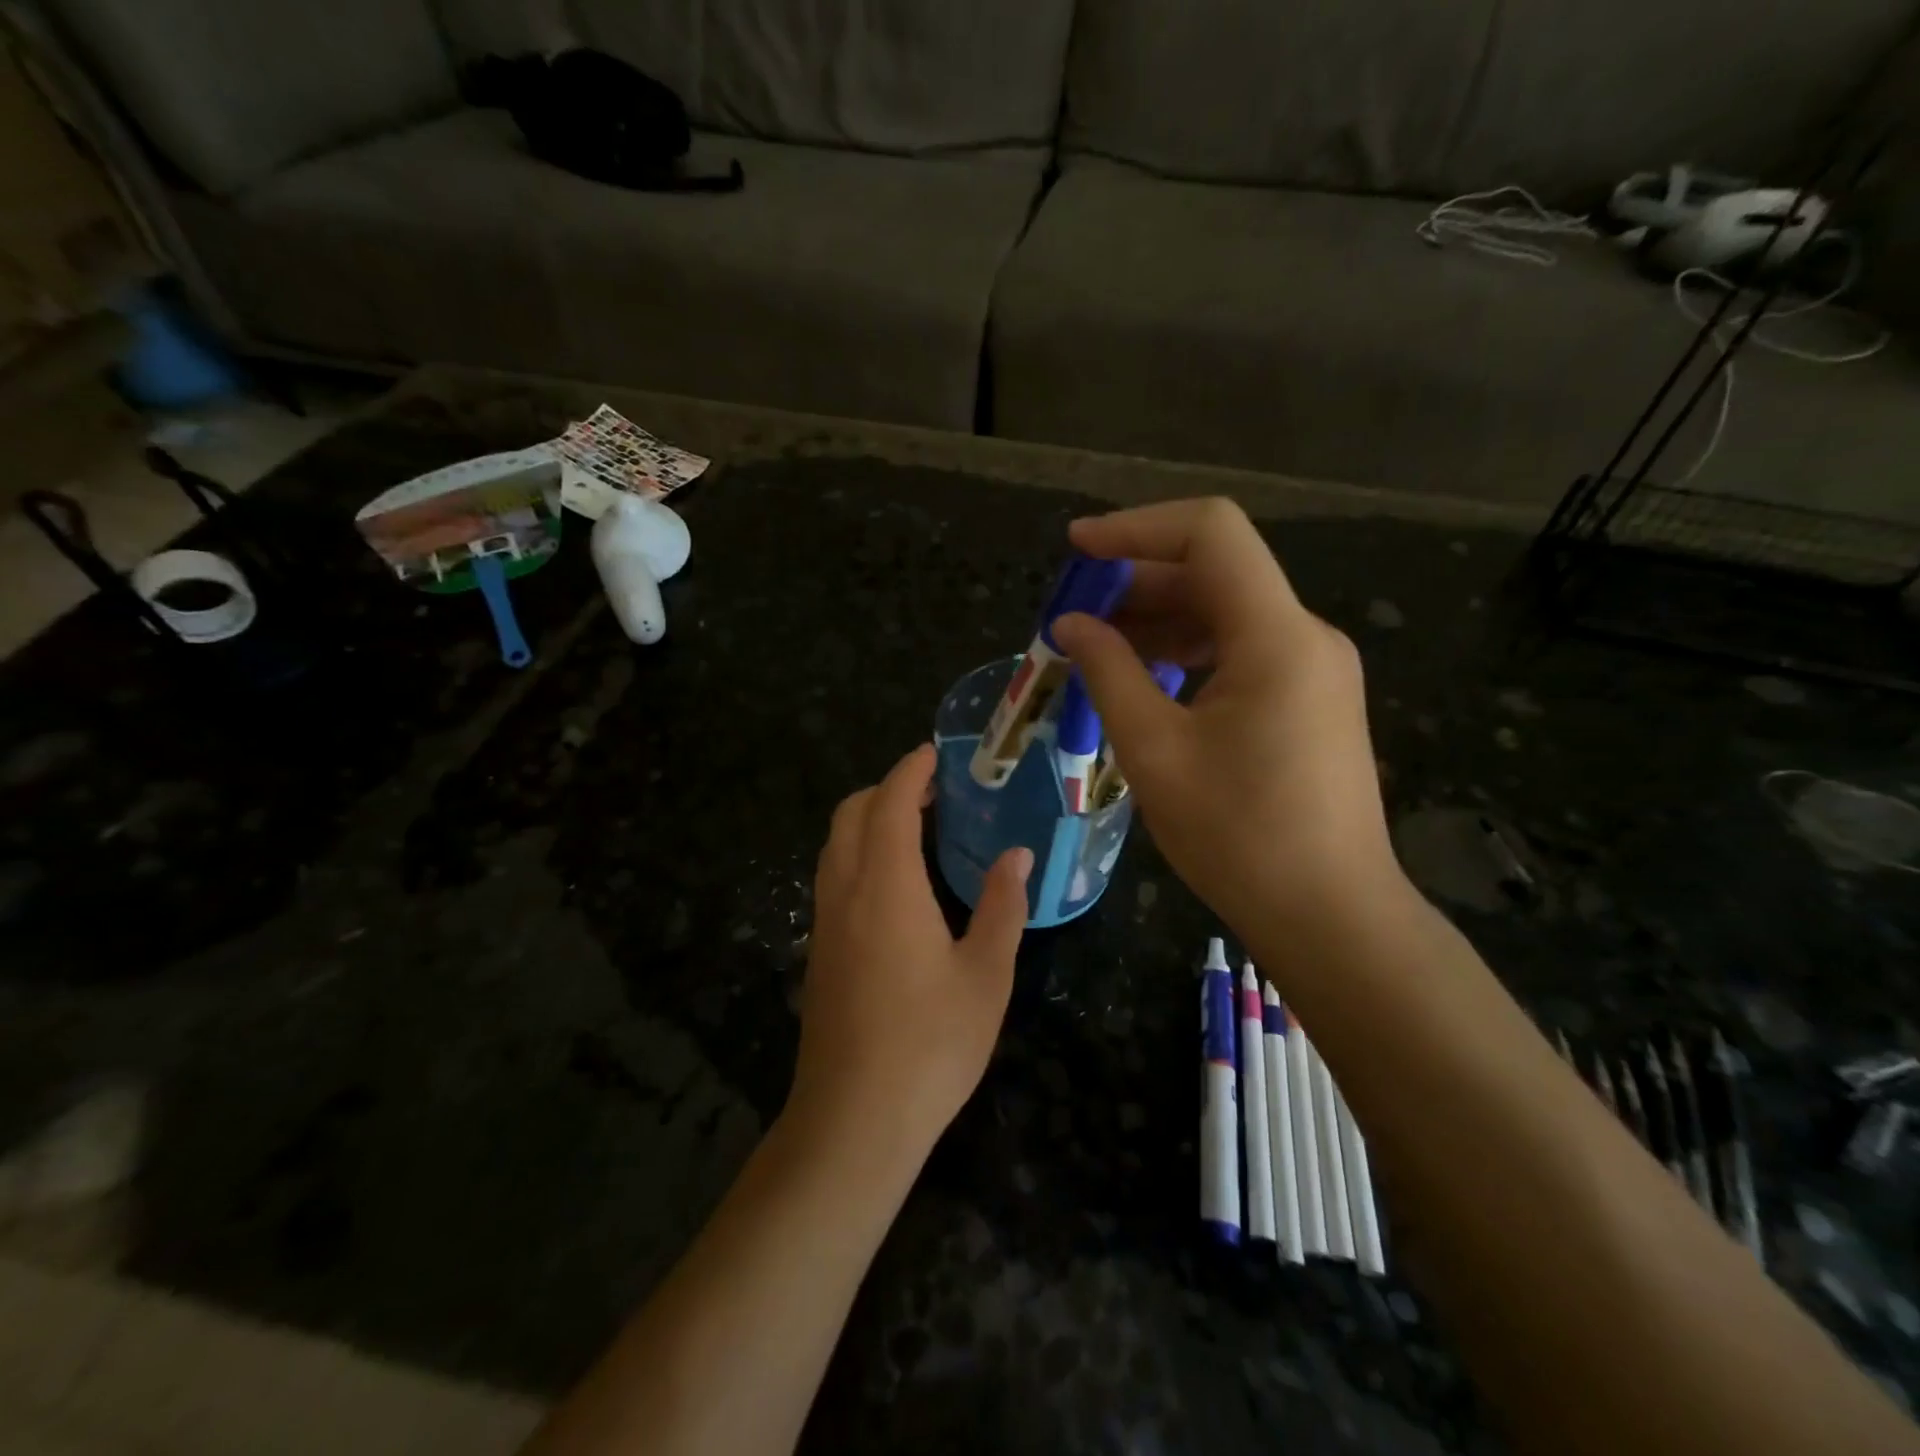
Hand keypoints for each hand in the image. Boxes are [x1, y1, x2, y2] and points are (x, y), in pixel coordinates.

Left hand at [788, 745, 1031, 1168]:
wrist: (854, 1119)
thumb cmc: (930, 1045)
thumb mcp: (986, 975)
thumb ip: (1002, 907)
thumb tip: (1016, 855)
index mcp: (886, 886)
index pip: (889, 804)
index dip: (910, 772)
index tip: (934, 755)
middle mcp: (845, 892)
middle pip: (850, 814)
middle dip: (885, 789)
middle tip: (932, 794)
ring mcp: (825, 923)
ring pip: (835, 846)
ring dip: (868, 821)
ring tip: (916, 831)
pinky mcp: (819, 951)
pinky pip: (833, 877)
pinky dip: (859, 854)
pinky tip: (896, 886)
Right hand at [1051, 498, 1403, 939]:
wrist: (1330, 914)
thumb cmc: (1238, 836)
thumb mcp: (1154, 751)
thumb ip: (1108, 672)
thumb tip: (1071, 623)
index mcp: (1275, 636)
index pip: (1210, 533)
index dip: (1137, 527)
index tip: (1077, 549)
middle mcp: (1305, 635)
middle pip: (1216, 571)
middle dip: (1138, 580)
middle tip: (1074, 612)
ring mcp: (1314, 668)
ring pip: (1228, 612)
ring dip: (1159, 618)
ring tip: (1097, 647)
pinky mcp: (1311, 699)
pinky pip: (1242, 650)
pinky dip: (1188, 651)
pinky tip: (1146, 678)